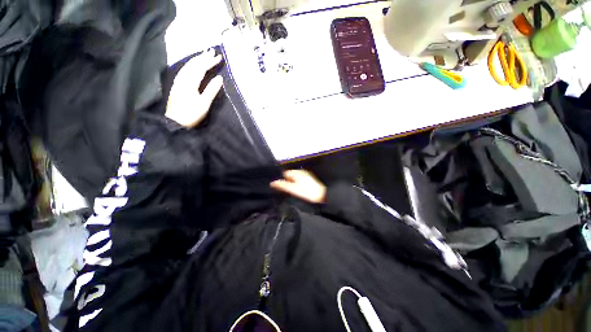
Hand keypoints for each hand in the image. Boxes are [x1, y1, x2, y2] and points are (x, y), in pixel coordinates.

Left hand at [165, 50, 222, 127]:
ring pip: (188, 66)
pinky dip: (191, 65)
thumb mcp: (204, 103)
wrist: (176, 121)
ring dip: (197, 59)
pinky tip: (194, 65)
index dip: (210, 62)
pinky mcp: (177, 84)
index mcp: (190, 82)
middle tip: (212, 51)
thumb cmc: (192, 114)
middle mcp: (183, 78)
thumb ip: (212, 90)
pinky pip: (185, 70)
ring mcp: (179, 80)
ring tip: (204, 55)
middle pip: (193, 64)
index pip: (201, 68)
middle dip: (203, 57)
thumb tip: (220, 78)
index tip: (219, 57)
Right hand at [270, 170, 326, 203]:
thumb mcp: (293, 189)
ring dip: (293, 184)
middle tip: (287, 191)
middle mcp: (301, 172)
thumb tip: (273, 183)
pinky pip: (300, 181)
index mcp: (297, 173)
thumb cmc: (307, 193)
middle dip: (287, 182)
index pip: (285, 173)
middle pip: (290, 176)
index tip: (281, 188)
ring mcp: (306, 176)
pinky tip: (300, 191)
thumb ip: (283, 185)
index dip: (282, 180)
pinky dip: (298, 185)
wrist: (322, 196)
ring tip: (293, 192)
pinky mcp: (310, 180)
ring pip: (295, 179)